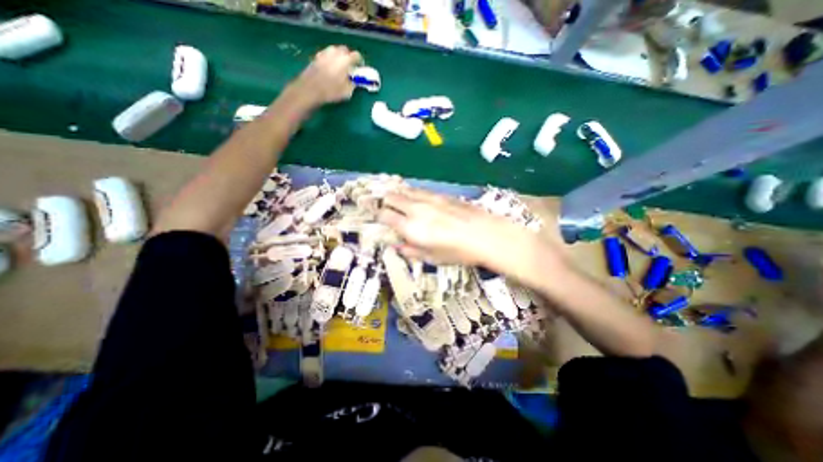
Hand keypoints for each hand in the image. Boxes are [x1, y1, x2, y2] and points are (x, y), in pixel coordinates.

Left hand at [290, 46, 364, 107]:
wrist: (310, 89)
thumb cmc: (331, 91)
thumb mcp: (347, 92)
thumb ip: (353, 84)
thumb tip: (354, 81)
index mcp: (345, 60)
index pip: (356, 55)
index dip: (359, 61)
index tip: (360, 67)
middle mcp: (335, 53)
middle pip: (345, 50)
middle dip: (348, 56)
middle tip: (350, 66)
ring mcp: (324, 53)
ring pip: (334, 50)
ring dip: (339, 56)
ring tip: (340, 66)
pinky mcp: (316, 57)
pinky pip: (326, 55)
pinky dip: (330, 59)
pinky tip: (330, 67)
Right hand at [376, 188, 562, 284]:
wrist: (485, 234)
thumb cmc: (458, 252)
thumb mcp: (432, 257)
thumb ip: (411, 250)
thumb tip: (397, 245)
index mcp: (410, 227)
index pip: (384, 215)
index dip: (379, 217)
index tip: (380, 220)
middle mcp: (415, 209)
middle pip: (391, 197)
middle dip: (385, 202)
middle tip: (386, 208)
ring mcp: (428, 199)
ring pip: (405, 190)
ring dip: (398, 194)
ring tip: (397, 200)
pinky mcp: (440, 194)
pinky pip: (420, 190)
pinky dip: (413, 193)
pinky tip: (416, 198)